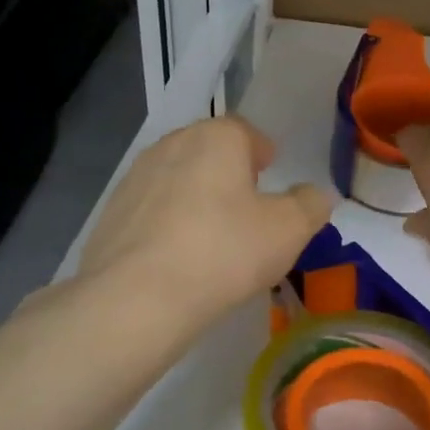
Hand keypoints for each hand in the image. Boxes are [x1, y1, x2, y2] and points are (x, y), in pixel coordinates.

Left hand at [78, 117, 333, 325]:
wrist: (137, 298)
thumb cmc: (224, 253)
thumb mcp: (288, 231)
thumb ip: (309, 205)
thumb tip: (317, 194)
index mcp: (216, 138)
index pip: (245, 131)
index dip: (261, 152)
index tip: (269, 174)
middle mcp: (172, 144)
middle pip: (208, 151)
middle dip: (228, 172)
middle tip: (246, 206)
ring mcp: (135, 177)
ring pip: (177, 178)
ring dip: (195, 196)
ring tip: (211, 235)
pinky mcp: (112, 212)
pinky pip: (151, 209)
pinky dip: (167, 222)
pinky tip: (176, 256)